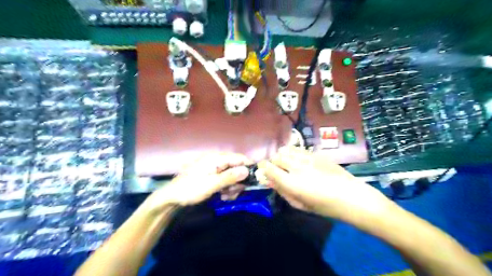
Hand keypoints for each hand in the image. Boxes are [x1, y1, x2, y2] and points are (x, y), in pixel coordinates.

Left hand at [142, 152, 249, 211]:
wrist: (172, 198)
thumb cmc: (191, 189)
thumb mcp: (212, 184)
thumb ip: (230, 177)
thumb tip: (247, 170)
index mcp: (216, 158)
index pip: (239, 158)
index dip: (248, 167)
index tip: (255, 179)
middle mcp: (216, 160)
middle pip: (236, 167)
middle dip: (238, 181)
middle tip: (235, 193)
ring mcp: (214, 168)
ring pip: (232, 175)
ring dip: (232, 186)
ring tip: (227, 196)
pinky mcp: (211, 175)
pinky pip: (225, 179)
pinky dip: (226, 187)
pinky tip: (223, 195)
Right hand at [258, 147, 394, 221]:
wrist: (350, 196)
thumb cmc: (324, 206)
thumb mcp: (300, 205)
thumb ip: (282, 192)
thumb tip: (269, 181)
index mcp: (291, 183)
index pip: (268, 168)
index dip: (263, 167)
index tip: (263, 169)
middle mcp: (296, 167)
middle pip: (276, 157)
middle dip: (273, 162)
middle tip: (277, 169)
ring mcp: (307, 158)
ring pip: (286, 150)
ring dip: (283, 155)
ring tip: (287, 162)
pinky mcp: (316, 154)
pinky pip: (299, 149)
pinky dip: (293, 152)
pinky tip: (299, 159)